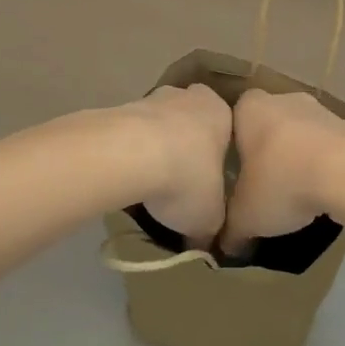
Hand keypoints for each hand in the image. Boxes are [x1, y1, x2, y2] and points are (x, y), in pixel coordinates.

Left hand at [123, 84, 231, 248]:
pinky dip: (129, 150)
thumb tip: (204, 248)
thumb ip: (210, 230)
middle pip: (189, 119)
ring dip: (153, 146)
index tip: (208, 177)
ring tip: (147, 183)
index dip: (216, 153)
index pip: (225, 128)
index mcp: (221, 113)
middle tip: (179, 178)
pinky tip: (125, 176)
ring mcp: (152, 99)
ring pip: (157, 123)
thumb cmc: (188, 177)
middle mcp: (189, 97)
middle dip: (184, 143)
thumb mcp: (209, 217)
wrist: (133, 153)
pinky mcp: (120, 108)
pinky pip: (130, 132)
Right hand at [221, 89, 344, 251]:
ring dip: (298, 156)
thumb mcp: (245, 217)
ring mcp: (319, 109)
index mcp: (249, 109)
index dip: (233, 144)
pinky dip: (324, 163)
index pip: (233, 118)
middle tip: (264, 183)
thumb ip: (231, 230)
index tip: (236, 171)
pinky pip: (327, 145)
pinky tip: (324, 191)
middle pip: (269, 123)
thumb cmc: (282, 181)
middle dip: (267, 149)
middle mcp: (282, 99)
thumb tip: (225, 246)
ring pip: (300, 133)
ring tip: (297, 192)